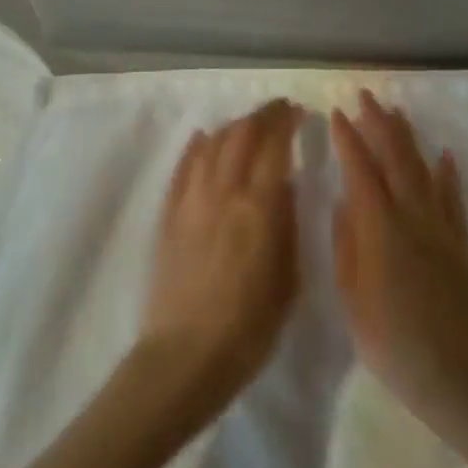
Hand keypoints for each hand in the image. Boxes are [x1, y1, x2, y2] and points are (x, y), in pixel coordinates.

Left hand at [140, 99, 302, 419]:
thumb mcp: (288, 278)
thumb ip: (287, 225)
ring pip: (212, 144)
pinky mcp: (169, 215)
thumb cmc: (250, 326)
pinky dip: (196, 147)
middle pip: (242, 135)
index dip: (287, 121)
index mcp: (260, 206)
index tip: (298, 112)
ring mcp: (191, 201)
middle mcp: (224, 192)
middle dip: (262, 115)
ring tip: (247, 125)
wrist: (186, 356)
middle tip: (277, 111)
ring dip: (232, 127)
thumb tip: (285, 186)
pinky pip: (183, 168)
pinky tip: (204, 139)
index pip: (274, 145)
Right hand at [331, 90, 467, 431]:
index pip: (361, 168)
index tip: (336, 113)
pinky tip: (443, 154)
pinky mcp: (461, 241)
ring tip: (396, 112)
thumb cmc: (387, 337)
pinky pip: (454, 197)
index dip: (347, 138)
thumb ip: (347, 241)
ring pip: (424, 168)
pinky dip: (448, 172)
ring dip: (408, 137)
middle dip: (378, 123)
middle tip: (365, 97)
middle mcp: (411, 215)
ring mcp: (441, 225)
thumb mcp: (351, 293)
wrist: (449, 370)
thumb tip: (345, 201)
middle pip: (395, 157)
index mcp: (379, 226)